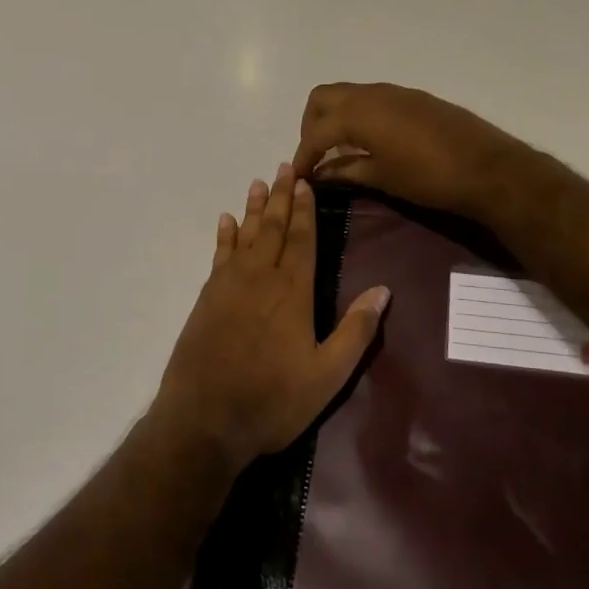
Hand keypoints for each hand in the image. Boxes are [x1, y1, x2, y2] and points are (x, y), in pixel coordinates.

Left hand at [152, 164, 389, 472]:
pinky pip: (218, 256)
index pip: (302, 239)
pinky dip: (224, 236)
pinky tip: (226, 221)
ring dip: (254, 209)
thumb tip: (383, 290)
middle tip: (284, 168)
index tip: (305, 181)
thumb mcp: (327, 375)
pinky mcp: (206, 299)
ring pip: (245, 236)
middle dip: (281, 198)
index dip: (304, 210)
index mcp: (293, 292)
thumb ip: (356, 331)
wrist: (204, 420)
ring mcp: (228, 286)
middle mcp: (260, 278)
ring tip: (258, 183)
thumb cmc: (273, 400)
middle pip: (273, 229)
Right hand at [291, 82, 532, 223]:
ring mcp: (395, 92)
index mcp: (358, 113)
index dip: (302, 155)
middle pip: (323, 98)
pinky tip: (370, 142)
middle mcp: (372, 94)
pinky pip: (372, 99)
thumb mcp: (381, 178)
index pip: (316, 132)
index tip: (298, 176)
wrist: (488, 168)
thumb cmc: (428, 178)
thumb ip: (345, 170)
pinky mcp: (414, 98)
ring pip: (349, 95)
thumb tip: (319, 172)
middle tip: (315, 155)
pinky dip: (359, 116)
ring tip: (340, 150)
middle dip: (311, 125)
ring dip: (335, 118)